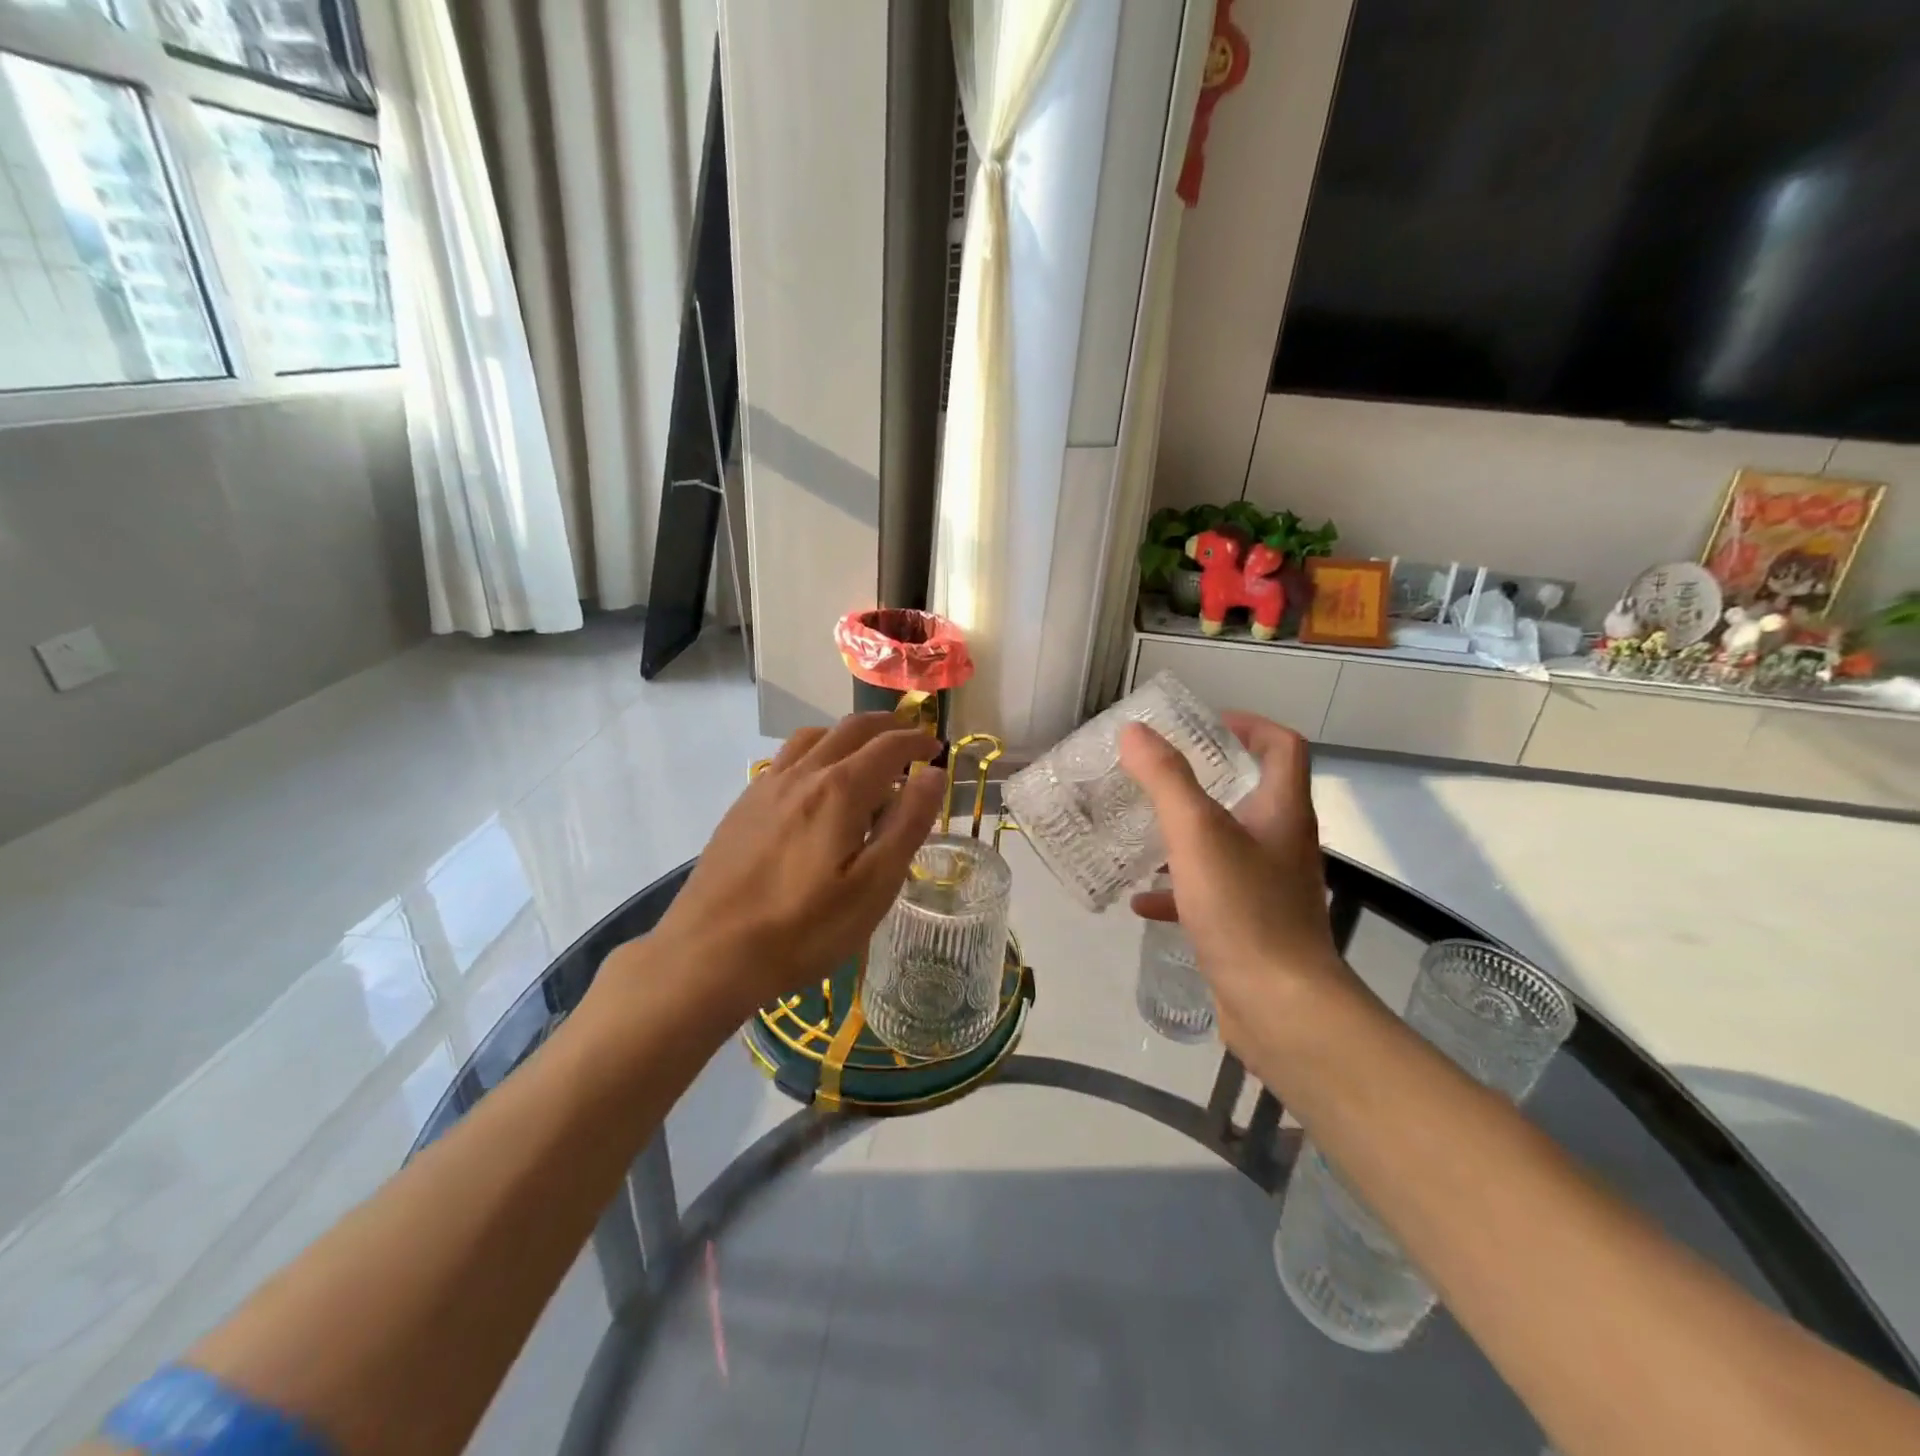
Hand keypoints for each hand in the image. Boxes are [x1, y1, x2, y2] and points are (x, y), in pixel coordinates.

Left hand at [608, 714, 944, 1024]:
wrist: (709, 953)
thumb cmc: (804, 928)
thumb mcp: (873, 886)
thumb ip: (907, 824)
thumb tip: (933, 773)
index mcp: (840, 790)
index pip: (889, 746)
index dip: (918, 740)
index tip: (937, 747)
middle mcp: (803, 774)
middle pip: (850, 729)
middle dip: (886, 726)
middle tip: (910, 737)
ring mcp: (767, 786)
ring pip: (814, 738)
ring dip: (848, 734)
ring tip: (865, 754)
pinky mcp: (743, 805)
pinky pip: (786, 758)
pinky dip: (815, 751)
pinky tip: (815, 783)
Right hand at [1119, 713, 1356, 1044]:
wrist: (1280, 1007)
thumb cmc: (1243, 909)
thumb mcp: (1197, 833)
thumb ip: (1166, 780)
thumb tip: (1135, 732)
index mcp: (1281, 812)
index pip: (1282, 748)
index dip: (1249, 726)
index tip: (1204, 725)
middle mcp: (1281, 844)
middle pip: (1250, 794)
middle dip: (1204, 779)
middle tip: (1157, 774)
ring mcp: (1267, 888)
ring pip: (1225, 845)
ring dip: (1185, 835)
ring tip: (1140, 831)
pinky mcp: (1249, 925)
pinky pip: (1209, 893)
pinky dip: (1177, 889)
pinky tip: (1140, 899)